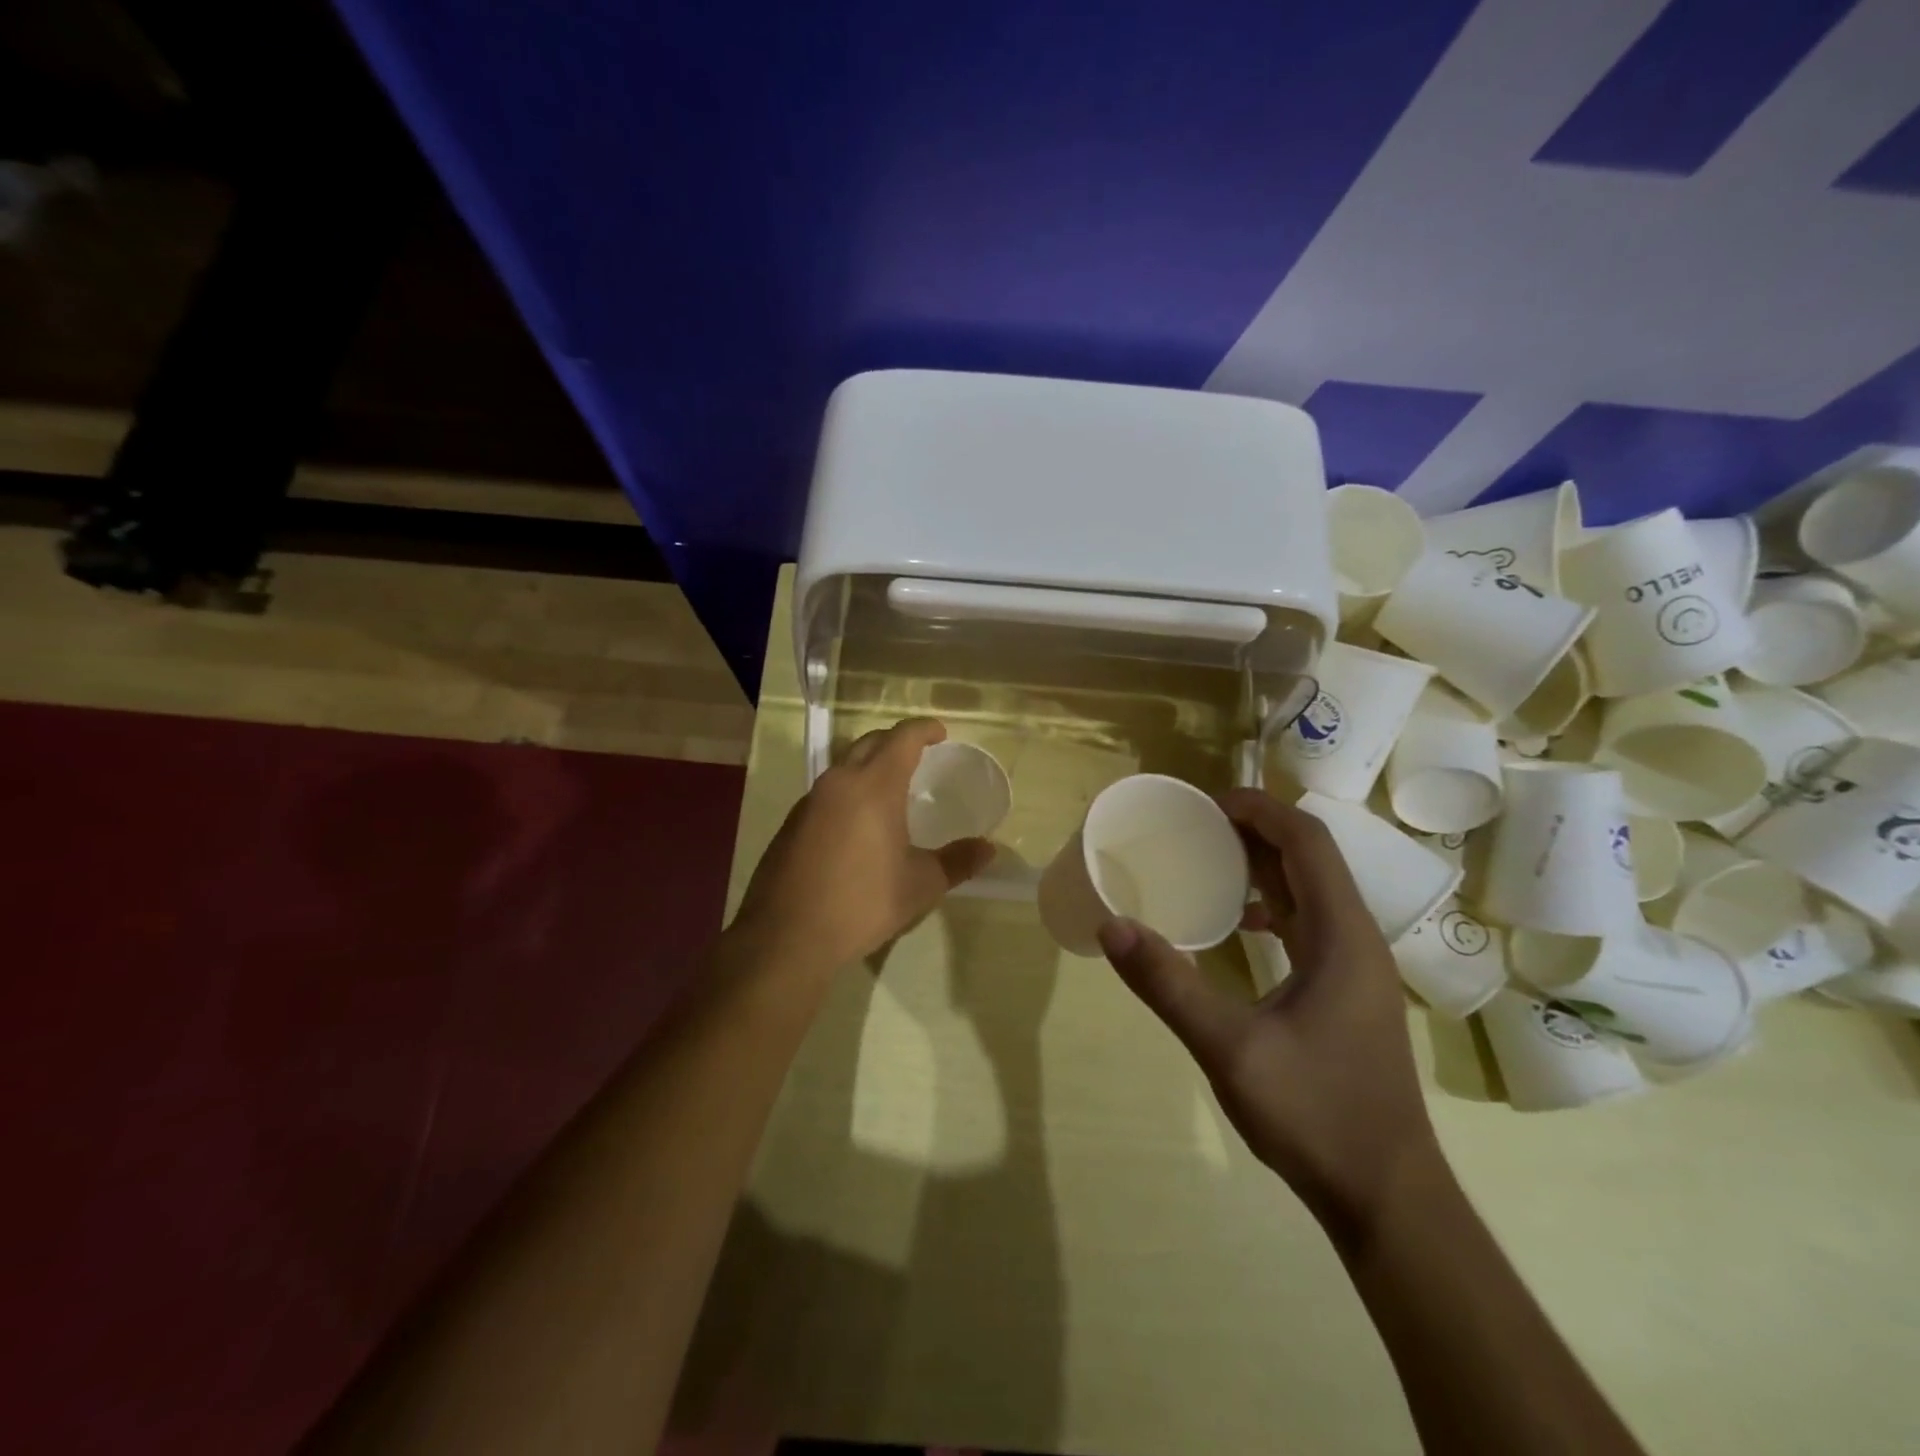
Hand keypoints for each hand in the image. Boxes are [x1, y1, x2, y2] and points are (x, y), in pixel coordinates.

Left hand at [732, 718, 994, 974]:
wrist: (787, 936)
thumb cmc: (863, 903)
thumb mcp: (920, 884)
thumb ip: (957, 862)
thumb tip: (988, 849)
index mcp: (874, 786)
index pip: (902, 738)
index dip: (924, 729)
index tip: (940, 732)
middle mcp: (839, 783)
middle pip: (870, 743)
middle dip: (895, 742)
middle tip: (918, 755)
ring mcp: (809, 802)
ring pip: (843, 767)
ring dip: (869, 766)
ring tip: (890, 789)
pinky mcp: (791, 824)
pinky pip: (826, 793)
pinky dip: (848, 792)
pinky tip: (857, 824)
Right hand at [1096, 788, 1439, 1241]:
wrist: (1386, 1197)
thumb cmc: (1315, 1115)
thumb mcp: (1229, 1049)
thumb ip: (1168, 985)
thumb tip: (1112, 926)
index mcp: (1342, 937)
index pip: (1307, 842)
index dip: (1260, 810)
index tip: (1207, 803)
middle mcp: (1357, 940)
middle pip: (1311, 858)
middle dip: (1257, 829)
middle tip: (1196, 825)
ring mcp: (1357, 968)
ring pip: (1313, 890)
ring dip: (1266, 864)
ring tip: (1211, 859)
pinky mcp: (1348, 992)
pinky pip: (1312, 922)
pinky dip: (1276, 903)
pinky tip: (1243, 923)